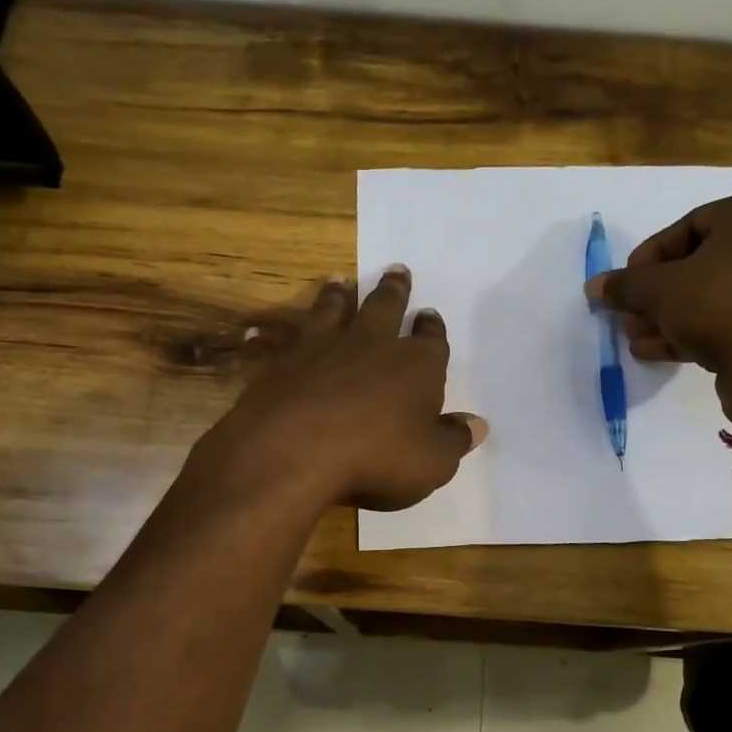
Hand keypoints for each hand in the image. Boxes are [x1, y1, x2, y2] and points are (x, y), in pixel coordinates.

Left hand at [195, 267, 487, 511]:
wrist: (296, 452)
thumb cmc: (378, 457)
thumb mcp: (433, 461)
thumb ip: (454, 439)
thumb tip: (477, 424)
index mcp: (414, 365)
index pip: (430, 339)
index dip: (432, 327)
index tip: (430, 314)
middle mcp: (368, 345)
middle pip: (384, 307)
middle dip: (394, 290)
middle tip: (396, 271)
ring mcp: (318, 350)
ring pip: (329, 312)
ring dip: (335, 297)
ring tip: (338, 282)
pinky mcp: (275, 366)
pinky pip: (269, 348)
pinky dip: (262, 342)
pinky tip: (254, 335)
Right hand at [584, 187, 731, 424]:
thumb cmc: (719, 304)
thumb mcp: (659, 290)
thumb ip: (625, 285)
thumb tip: (594, 287)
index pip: (689, 226)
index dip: (648, 258)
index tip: (625, 284)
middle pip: (703, 262)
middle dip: (659, 293)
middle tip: (630, 315)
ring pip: (718, 293)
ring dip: (672, 315)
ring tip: (638, 338)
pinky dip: (699, 328)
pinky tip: (658, 350)